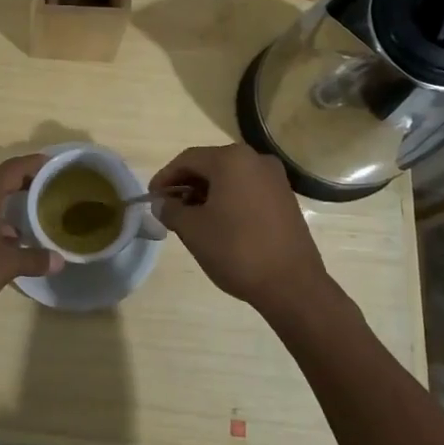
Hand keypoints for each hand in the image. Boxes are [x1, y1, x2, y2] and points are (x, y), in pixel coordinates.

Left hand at [0, 154, 62, 320]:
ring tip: (27, 222)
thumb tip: (59, 261)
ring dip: (4, 208)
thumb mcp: (6, 266)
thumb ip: (33, 259)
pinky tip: (1, 243)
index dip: (33, 164)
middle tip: (45, 192)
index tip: (51, 163)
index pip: (12, 169)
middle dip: (21, 187)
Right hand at [150, 144, 329, 311]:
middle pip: (210, 165)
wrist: (291, 284)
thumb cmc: (236, 250)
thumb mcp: (193, 230)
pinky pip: (247, 189)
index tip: (151, 198)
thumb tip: (161, 203)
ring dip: (207, 193)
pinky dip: (228, 199)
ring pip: (230, 178)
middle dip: (186, 185)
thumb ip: (171, 210)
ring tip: (191, 218)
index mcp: (232, 160)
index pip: (188, 160)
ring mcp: (275, 178)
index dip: (165, 177)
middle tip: (169, 208)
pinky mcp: (285, 198)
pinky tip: (219, 222)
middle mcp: (256, 160)